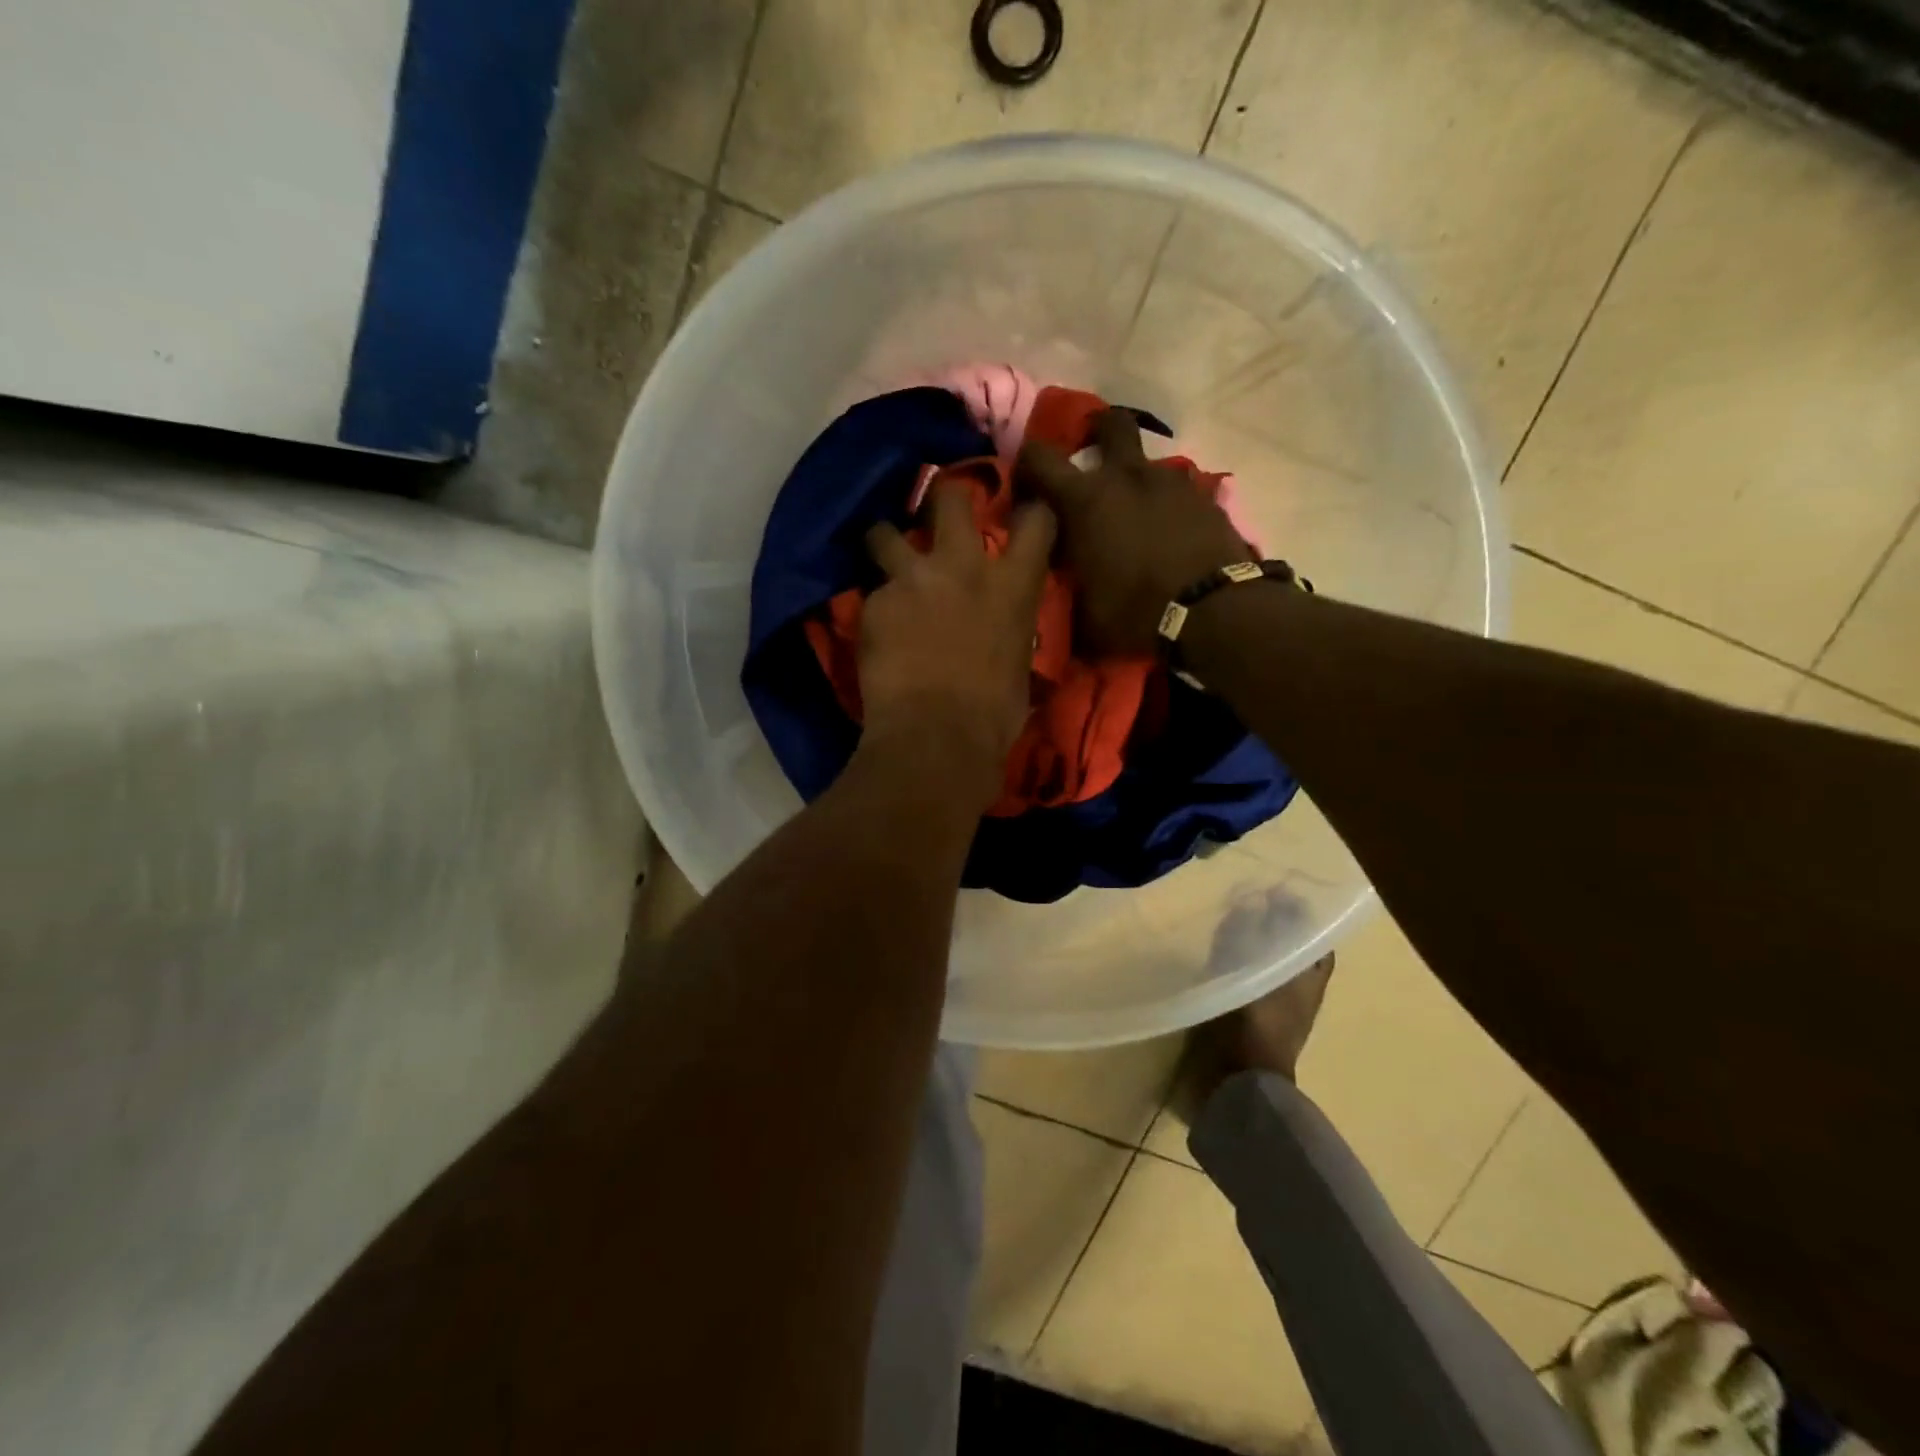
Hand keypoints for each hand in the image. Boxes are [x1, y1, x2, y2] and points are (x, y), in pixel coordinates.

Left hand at [859, 478, 1055, 808]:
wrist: (936, 738)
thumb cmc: (994, 716)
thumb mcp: (1020, 668)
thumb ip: (1010, 634)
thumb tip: (1003, 638)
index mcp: (1013, 586)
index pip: (1036, 520)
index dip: (1030, 510)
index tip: (1022, 510)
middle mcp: (962, 567)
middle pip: (949, 497)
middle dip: (944, 496)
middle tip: (937, 509)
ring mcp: (913, 580)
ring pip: (885, 532)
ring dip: (885, 542)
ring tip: (882, 558)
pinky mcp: (875, 604)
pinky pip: (872, 595)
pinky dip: (876, 609)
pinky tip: (876, 634)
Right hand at [1017, 409, 1250, 656]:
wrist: (1213, 610)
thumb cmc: (1135, 611)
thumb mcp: (1084, 618)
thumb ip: (1064, 599)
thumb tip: (1050, 607)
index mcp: (1084, 500)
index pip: (1039, 457)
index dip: (1026, 464)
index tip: (1026, 486)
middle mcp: (1125, 476)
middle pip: (1109, 424)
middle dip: (1096, 433)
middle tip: (1090, 459)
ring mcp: (1170, 482)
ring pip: (1147, 462)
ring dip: (1136, 480)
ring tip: (1135, 515)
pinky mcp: (1205, 498)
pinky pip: (1178, 491)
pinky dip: (1167, 506)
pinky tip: (1169, 534)